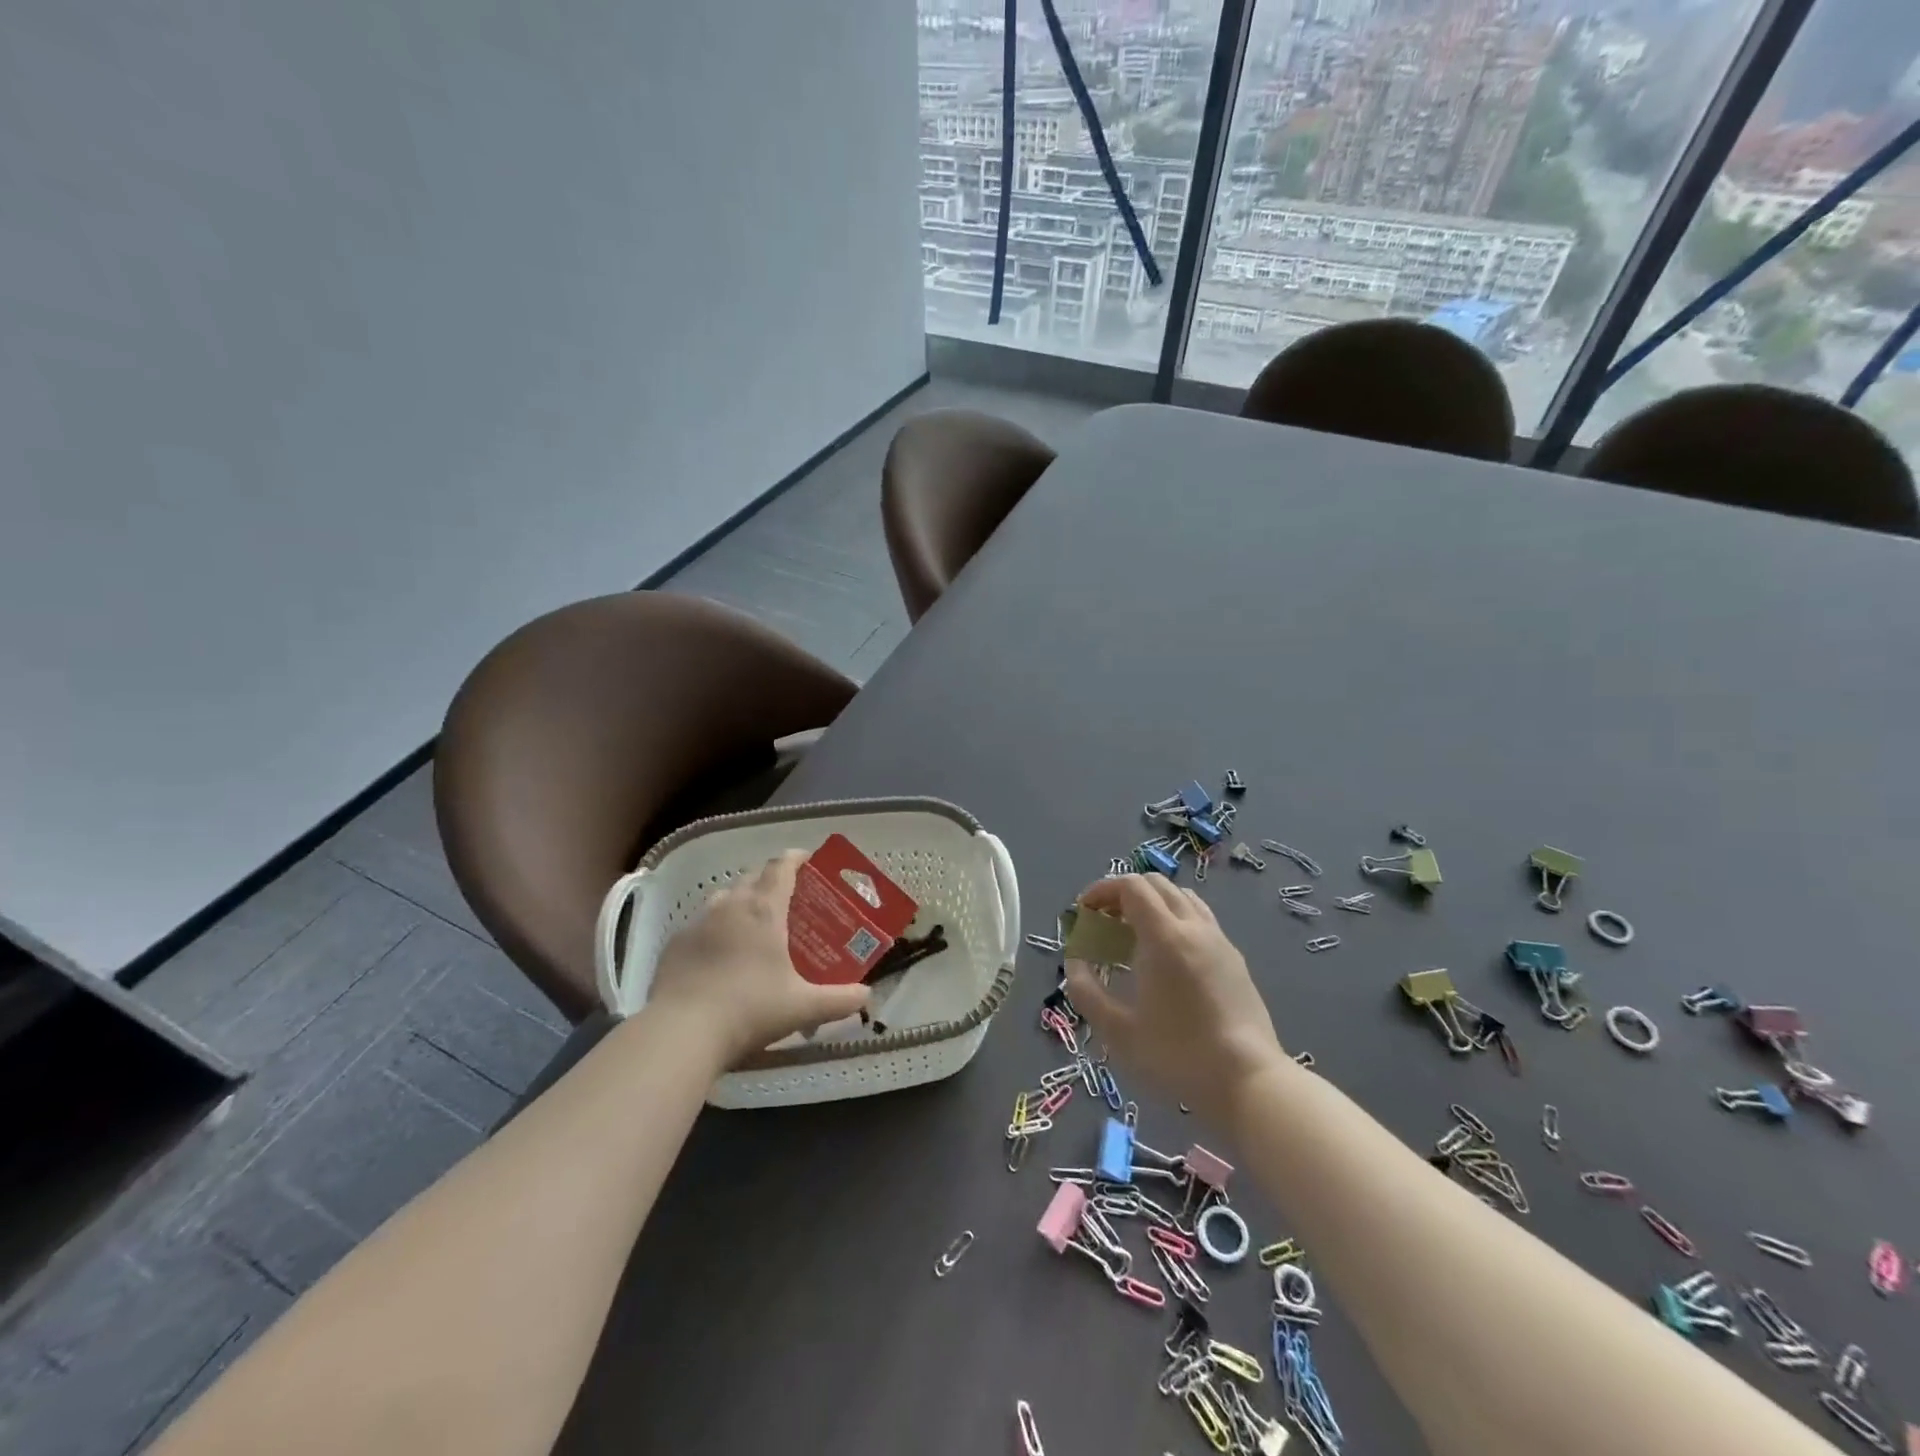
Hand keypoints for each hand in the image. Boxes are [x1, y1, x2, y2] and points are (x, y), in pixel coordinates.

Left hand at [647, 851, 870, 1068]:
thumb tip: (868, 996)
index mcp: (764, 910)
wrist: (680, 1032)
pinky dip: (716, 928)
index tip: (809, 860)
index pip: (781, 866)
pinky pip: (701, 924)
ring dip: (741, 901)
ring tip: (754, 923)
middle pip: (753, 876)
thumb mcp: (803, 1008)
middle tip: (788, 899)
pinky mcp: (675, 944)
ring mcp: (698, 923)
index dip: (796, 858)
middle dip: (771, 880)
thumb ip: (839, 1000)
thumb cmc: (749, 1009)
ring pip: (724, 897)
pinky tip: (721, 955)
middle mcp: (730, 906)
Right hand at [1064, 875, 1284, 1130]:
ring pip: (1182, 897)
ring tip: (1133, 933)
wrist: (1249, 1082)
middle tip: (1104, 920)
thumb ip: (1087, 991)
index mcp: (1164, 936)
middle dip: (1124, 893)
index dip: (1102, 889)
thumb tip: (1074, 962)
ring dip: (1152, 902)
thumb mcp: (1118, 1031)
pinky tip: (1166, 955)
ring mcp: (1219, 940)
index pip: (1131, 886)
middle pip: (1156, 884)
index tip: (1084, 911)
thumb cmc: (1178, 1056)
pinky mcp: (1234, 959)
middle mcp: (1194, 927)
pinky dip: (1175, 918)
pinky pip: (1200, 918)